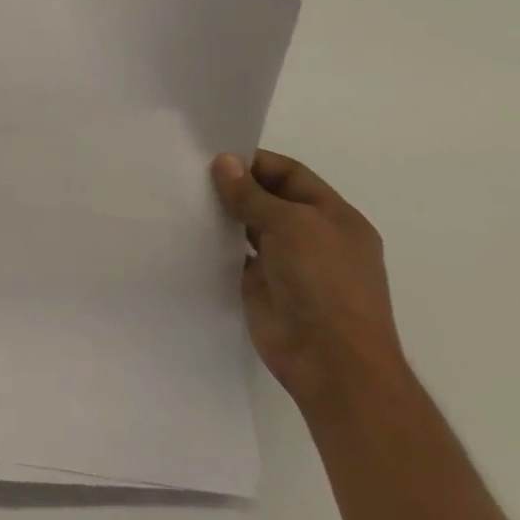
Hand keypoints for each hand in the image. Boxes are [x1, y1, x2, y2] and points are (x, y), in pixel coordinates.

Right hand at [211, 150, 407, 414]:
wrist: (332, 363)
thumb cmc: (323, 282)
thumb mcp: (289, 225)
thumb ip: (251, 194)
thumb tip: (223, 161)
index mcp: (335, 217)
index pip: (290, 174)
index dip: (255, 162)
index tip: (215, 156)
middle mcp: (313, 236)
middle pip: (269, 198)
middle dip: (236, 186)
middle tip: (191, 173)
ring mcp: (288, 264)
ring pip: (250, 226)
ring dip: (224, 213)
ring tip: (185, 197)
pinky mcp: (263, 287)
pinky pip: (236, 255)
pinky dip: (217, 242)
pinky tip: (190, 229)